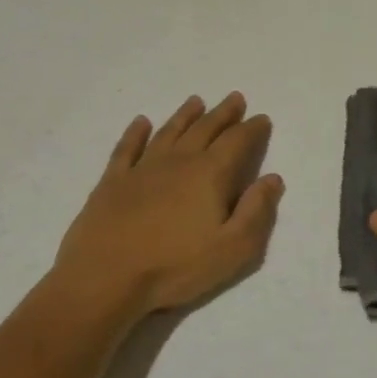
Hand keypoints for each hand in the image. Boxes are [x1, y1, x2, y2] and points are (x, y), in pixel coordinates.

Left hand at [49, 92, 282, 326]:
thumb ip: (256, 211)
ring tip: (196, 101)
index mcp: (209, 175)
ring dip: (185, 115)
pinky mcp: (112, 182)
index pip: (237, 142)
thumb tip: (272, 178)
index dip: (252, 129)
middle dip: (223, 113)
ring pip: (168, 132)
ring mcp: (141, 169)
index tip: (262, 118)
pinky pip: (127, 149)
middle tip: (235, 98)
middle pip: (204, 129)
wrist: (104, 279)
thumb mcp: (233, 248)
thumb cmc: (175, 266)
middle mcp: (177, 162)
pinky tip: (140, 122)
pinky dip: (135, 133)